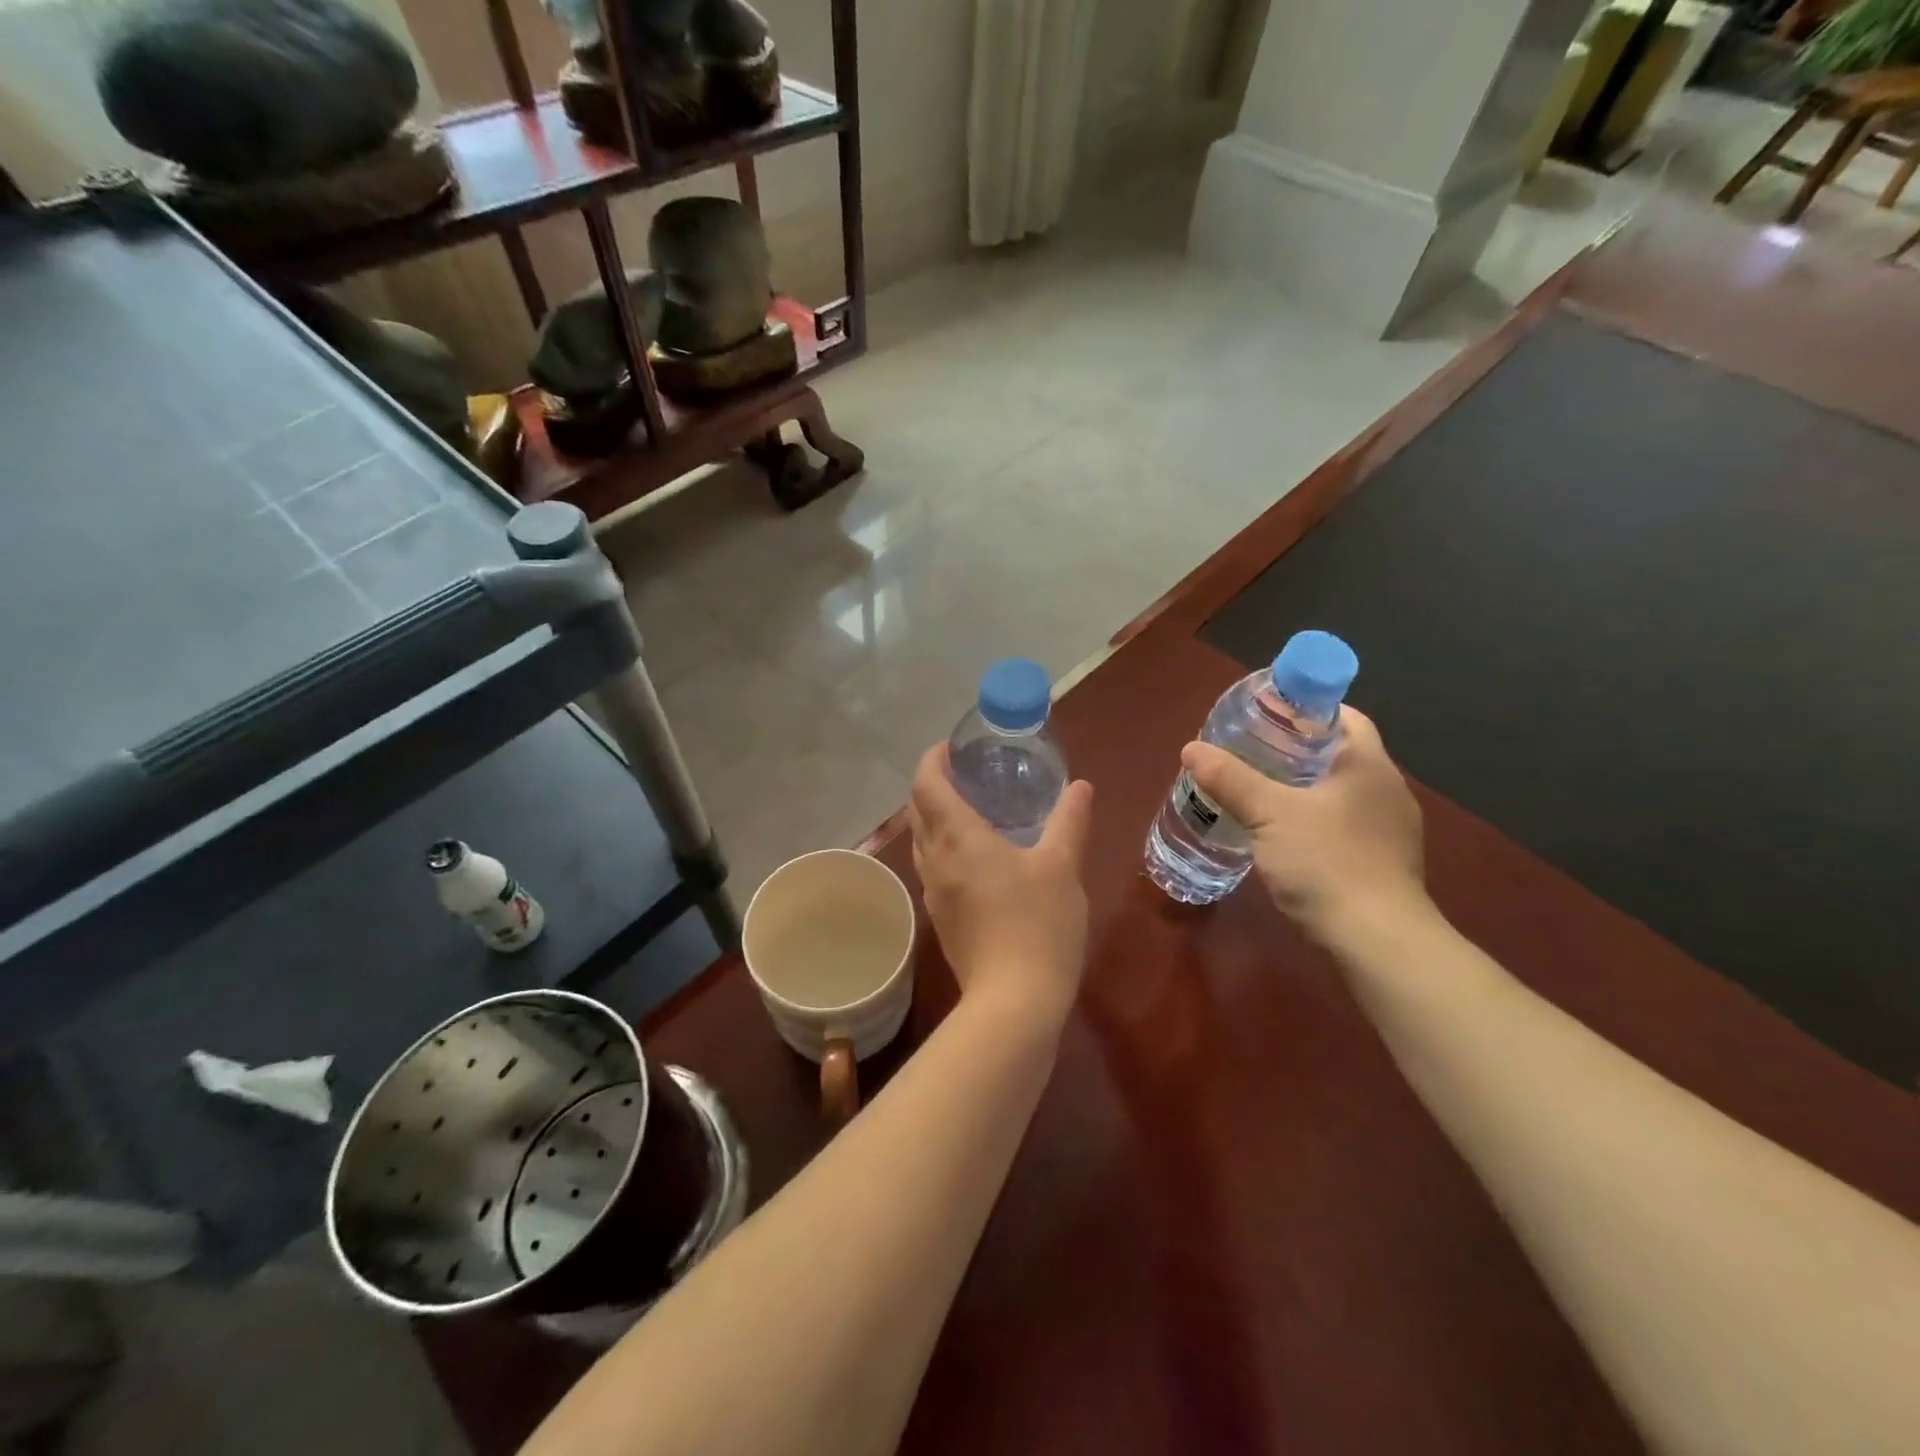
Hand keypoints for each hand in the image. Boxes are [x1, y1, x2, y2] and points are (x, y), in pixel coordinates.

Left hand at [908, 743, 1093, 1027]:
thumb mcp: (1062, 866)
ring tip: (971, 808)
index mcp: (958, 838)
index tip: (950, 748)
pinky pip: (933, 867)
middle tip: (965, 773)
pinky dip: (944, 846)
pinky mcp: (942, 917)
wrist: (1014, 1001)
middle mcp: (935, 860)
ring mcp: (933, 891)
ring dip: (936, 817)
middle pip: (918, 810)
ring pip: (922, 841)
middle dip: (932, 785)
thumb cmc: (1038, 924)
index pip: (926, 784)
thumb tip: (1080, 786)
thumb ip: (1070, 821)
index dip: (932, 760)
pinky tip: (977, 856)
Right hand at [1182, 706, 1424, 943]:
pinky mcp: (1382, 862)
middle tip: (1250, 751)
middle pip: (1340, 753)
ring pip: (1341, 791)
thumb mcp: (1269, 814)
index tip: (1268, 714)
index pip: (1344, 717)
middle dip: (1297, 748)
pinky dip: (1314, 818)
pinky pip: (1344, 823)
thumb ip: (1230, 779)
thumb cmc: (1327, 863)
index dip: (1307, 709)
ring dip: (1304, 786)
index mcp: (1369, 765)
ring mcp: (1390, 829)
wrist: (1378, 941)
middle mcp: (1387, 790)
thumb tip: (1191, 749)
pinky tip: (1283, 835)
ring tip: (1258, 790)